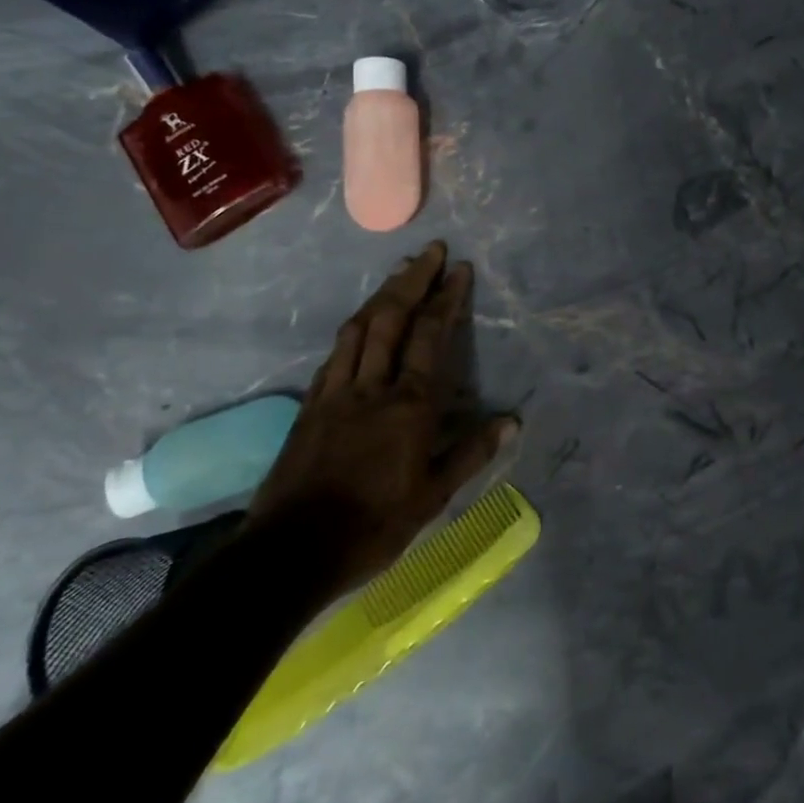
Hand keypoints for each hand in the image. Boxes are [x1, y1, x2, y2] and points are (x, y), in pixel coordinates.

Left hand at [249, 241, 516, 590]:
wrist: (292, 551)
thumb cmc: (373, 525)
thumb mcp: (433, 496)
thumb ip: (471, 453)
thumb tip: (511, 421)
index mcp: (409, 406)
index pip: (430, 337)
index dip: (446, 299)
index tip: (458, 269)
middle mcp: (372, 387)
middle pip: (391, 319)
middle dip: (413, 280)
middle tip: (430, 251)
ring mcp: (336, 392)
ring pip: (358, 329)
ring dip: (380, 295)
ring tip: (398, 272)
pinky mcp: (310, 405)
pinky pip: (334, 354)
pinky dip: (352, 329)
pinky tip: (358, 323)